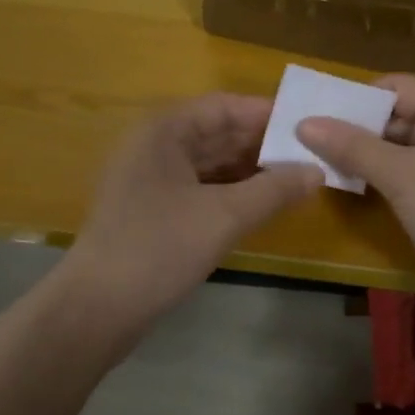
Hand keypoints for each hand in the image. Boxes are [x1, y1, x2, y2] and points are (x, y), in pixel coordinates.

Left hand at [58, 93, 321, 350]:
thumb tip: (317, 171)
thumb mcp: (224, 216)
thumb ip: (274, 190)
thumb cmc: (159, 248)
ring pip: (209, 162)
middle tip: (312, 155)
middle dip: (262, 144)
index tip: (310, 127)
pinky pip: (198, 186)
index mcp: (164, 130)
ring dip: (249, 169)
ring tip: (296, 179)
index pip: (225, 106)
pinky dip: (229, 191)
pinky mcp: (150, 208)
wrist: (96, 308)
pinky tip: (260, 203)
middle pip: (217, 132)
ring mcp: (149, 177)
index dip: (267, 115)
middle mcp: (154, 144)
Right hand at [296, 75, 414, 320]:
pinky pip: (409, 173)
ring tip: (316, 161)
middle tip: (304, 140)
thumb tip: (304, 124)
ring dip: (364, 155)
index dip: (355, 100)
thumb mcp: (403, 176)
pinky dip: (381, 177)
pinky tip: (348, 184)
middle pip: (398, 116)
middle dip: (355, 129)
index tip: (312, 115)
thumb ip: (353, 146)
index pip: (397, 87)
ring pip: (400, 147)